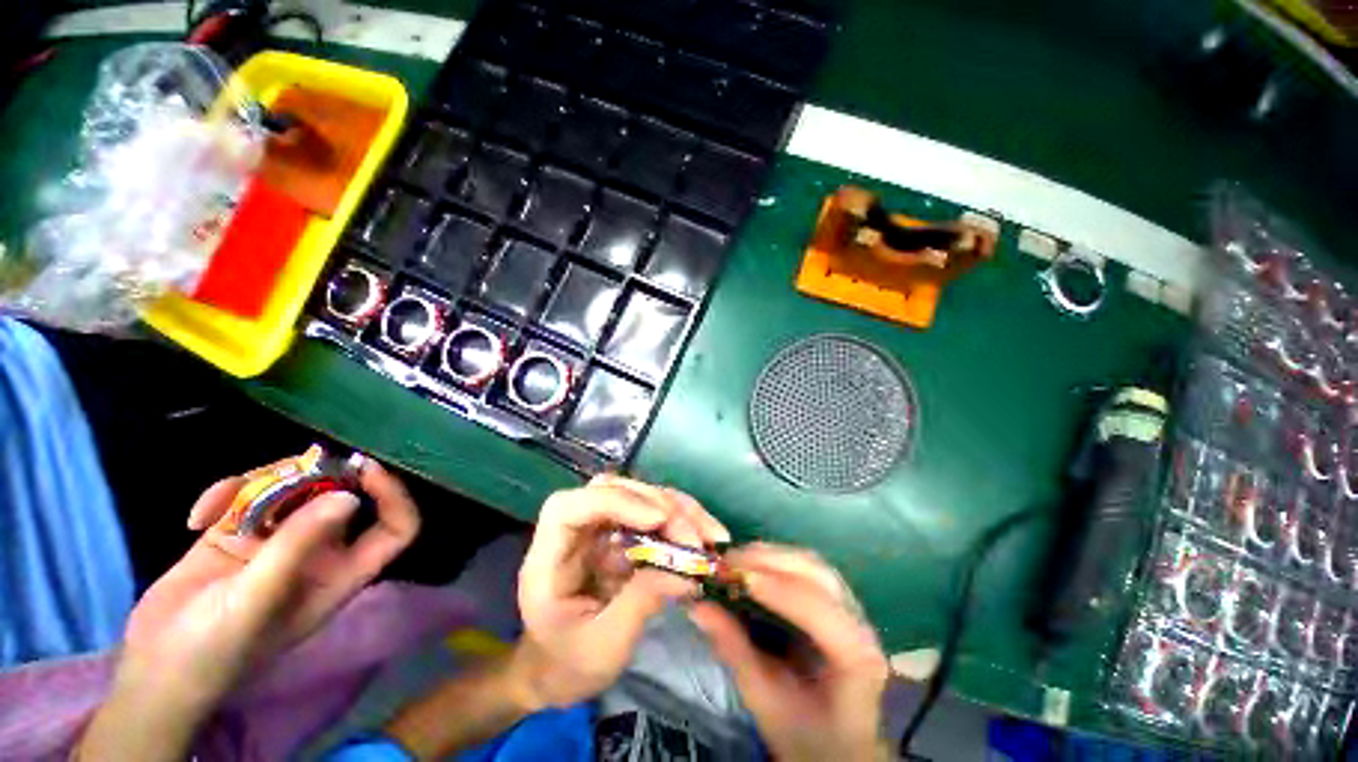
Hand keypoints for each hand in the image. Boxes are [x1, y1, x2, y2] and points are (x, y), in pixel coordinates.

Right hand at [81, 456, 419, 759]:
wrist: (153, 668)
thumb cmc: (213, 648)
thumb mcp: (257, 600)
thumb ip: (298, 546)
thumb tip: (350, 496)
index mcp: (340, 572)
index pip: (395, 529)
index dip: (393, 496)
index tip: (366, 468)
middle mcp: (319, 552)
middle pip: (341, 496)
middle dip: (317, 477)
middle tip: (285, 470)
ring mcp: (277, 541)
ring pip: (293, 489)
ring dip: (261, 484)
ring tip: (220, 505)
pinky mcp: (237, 535)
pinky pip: (246, 497)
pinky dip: (225, 495)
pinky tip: (197, 517)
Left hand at [516, 475, 728, 707]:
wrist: (556, 672)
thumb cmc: (566, 665)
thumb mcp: (602, 647)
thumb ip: (640, 604)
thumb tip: (687, 574)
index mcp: (549, 556)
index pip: (569, 507)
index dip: (614, 502)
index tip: (658, 519)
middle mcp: (575, 531)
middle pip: (614, 490)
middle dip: (659, 505)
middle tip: (695, 538)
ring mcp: (600, 529)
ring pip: (639, 496)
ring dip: (678, 509)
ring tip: (711, 535)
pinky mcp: (621, 535)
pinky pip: (653, 515)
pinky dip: (681, 521)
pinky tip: (706, 537)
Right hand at [688, 545, 889, 761]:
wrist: (840, 746)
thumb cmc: (807, 734)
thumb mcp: (765, 700)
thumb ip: (734, 650)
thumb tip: (697, 607)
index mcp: (855, 658)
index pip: (817, 608)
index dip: (775, 587)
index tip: (734, 575)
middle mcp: (860, 624)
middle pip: (816, 574)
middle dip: (769, 560)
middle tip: (727, 561)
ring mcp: (853, 608)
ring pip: (813, 563)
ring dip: (772, 554)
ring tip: (737, 558)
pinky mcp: (839, 601)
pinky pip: (809, 568)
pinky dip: (779, 559)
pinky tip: (755, 564)